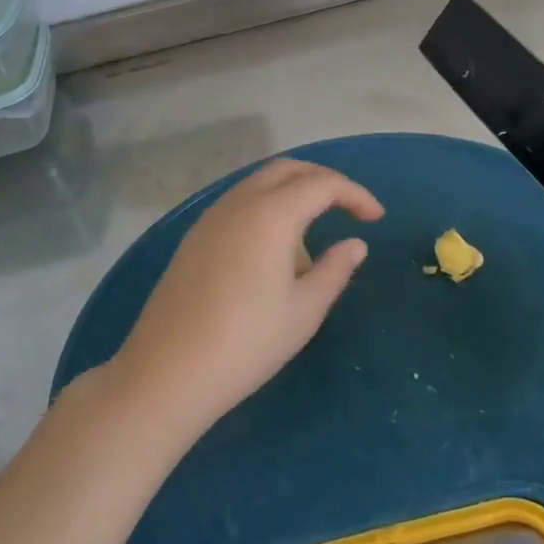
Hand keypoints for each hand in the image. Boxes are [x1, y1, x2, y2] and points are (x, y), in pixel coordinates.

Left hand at [109, 159, 383, 441]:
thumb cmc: (247, 343)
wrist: (167, 372)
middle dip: (324, 182)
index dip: (355, 194)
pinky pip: (239, 203)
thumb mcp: (304, 310)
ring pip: (260, 183)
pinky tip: (273, 250)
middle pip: (288, 170)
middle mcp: (239, 202)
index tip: (376, 218)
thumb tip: (355, 243)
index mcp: (271, 214)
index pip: (323, 184)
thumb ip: (335, 269)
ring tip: (312, 237)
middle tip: (349, 209)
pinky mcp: (194, 237)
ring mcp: (211, 217)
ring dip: (293, 193)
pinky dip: (267, 208)